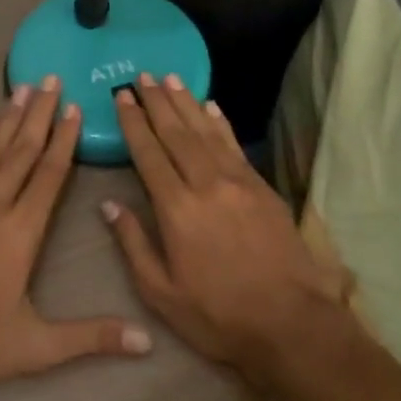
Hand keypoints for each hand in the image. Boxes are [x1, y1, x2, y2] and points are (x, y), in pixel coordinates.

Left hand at [0, 77, 153, 396]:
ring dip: (10, 117)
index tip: (75, 108)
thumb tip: (147, 342)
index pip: (49, 175)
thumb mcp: (36, 347)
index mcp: (19, 233)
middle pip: (21, 150)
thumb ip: (92, 337)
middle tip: (51, 78)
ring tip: (24, 87)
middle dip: (39, 112)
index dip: (64, 139)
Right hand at [103, 74, 351, 385]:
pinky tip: (211, 107)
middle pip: (176, 133)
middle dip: (157, 102)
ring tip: (170, 78)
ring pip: (206, 131)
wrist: (291, 324)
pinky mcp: (262, 188)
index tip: (121, 96)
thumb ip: (133, 244)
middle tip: (142, 76)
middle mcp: (206, 184)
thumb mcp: (161, 293)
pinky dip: (220, 123)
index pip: (149, 154)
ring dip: (186, 103)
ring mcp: (238, 182)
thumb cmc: (218, 315)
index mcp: (176, 209)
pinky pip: (235, 145)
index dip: (133, 123)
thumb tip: (109, 205)